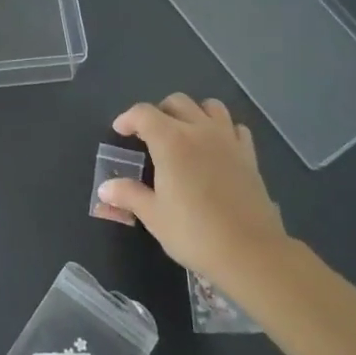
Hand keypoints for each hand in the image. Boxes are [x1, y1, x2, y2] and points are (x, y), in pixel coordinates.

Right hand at [98, 95, 290, 290]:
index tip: (120, 131)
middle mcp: (200, 131)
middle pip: (177, 102)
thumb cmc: (194, 232)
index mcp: (171, 141)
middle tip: (150, 135)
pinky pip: (235, 127)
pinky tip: (216, 148)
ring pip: (210, 106)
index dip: (128, 118)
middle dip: (159, 112)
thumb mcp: (154, 216)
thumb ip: (129, 195)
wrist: (250, 252)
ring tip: (184, 134)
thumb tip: (105, 188)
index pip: (143, 113)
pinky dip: (222, 129)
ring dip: (193, 113)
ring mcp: (228, 140)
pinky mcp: (249, 155)